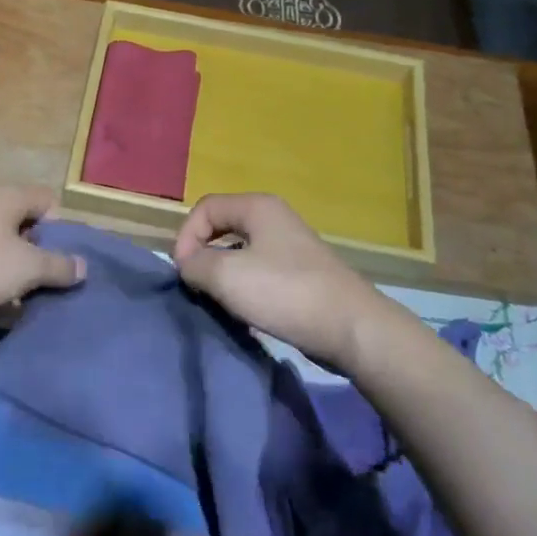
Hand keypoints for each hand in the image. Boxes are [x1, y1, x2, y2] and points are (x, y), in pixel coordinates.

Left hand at [0, 186, 85, 322]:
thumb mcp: (27, 268)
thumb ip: (59, 266)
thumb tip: (83, 266)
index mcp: (8, 198)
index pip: (48, 200)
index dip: (61, 227)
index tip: (61, 257)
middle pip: (24, 225)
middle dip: (38, 254)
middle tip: (46, 282)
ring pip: (1, 248)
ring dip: (14, 273)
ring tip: (23, 302)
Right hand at [173, 192, 396, 370]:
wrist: (352, 328)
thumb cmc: (286, 293)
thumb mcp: (227, 276)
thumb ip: (195, 264)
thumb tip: (188, 264)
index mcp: (257, 207)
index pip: (205, 207)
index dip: (186, 236)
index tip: (183, 272)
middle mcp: (274, 218)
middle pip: (222, 227)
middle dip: (202, 255)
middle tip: (196, 285)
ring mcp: (290, 246)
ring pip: (239, 251)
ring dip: (222, 274)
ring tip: (218, 300)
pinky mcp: (300, 273)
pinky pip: (259, 271)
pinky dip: (244, 286)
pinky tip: (245, 311)